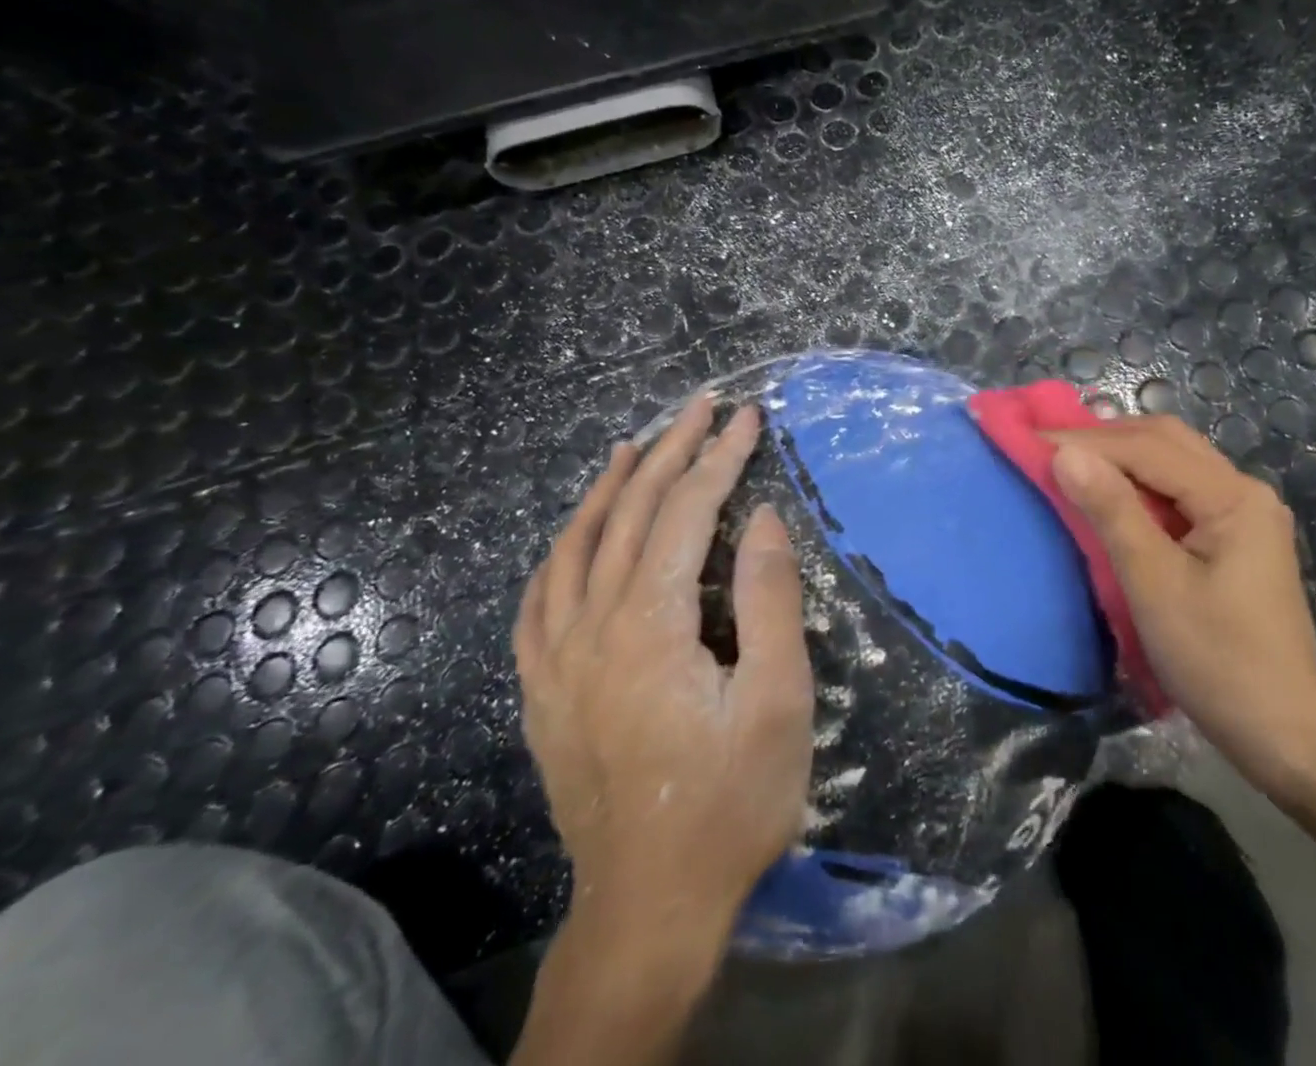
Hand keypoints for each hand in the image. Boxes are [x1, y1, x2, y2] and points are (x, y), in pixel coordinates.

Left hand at [513, 393, 814, 960]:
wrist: (650, 908)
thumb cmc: (732, 802)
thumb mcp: (777, 701)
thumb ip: (770, 601)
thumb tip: (762, 518)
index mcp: (650, 626)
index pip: (686, 513)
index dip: (720, 458)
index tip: (748, 417)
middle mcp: (592, 629)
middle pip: (630, 514)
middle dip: (670, 451)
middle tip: (702, 406)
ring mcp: (557, 661)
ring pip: (576, 547)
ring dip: (609, 487)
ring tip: (634, 444)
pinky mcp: (544, 692)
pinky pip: (539, 601)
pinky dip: (560, 552)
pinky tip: (573, 536)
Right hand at [1048, 416, 1315, 802]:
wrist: (1286, 737)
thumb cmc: (1218, 662)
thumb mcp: (1154, 584)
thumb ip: (1112, 511)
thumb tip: (1065, 454)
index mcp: (1233, 496)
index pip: (1148, 448)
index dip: (1086, 440)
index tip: (1031, 439)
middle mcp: (1244, 491)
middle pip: (1167, 442)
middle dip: (1105, 439)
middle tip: (1049, 447)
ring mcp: (1244, 515)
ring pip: (1174, 464)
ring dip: (1122, 458)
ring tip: (1071, 463)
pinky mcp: (1236, 539)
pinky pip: (1180, 493)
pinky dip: (1140, 486)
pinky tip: (1111, 496)